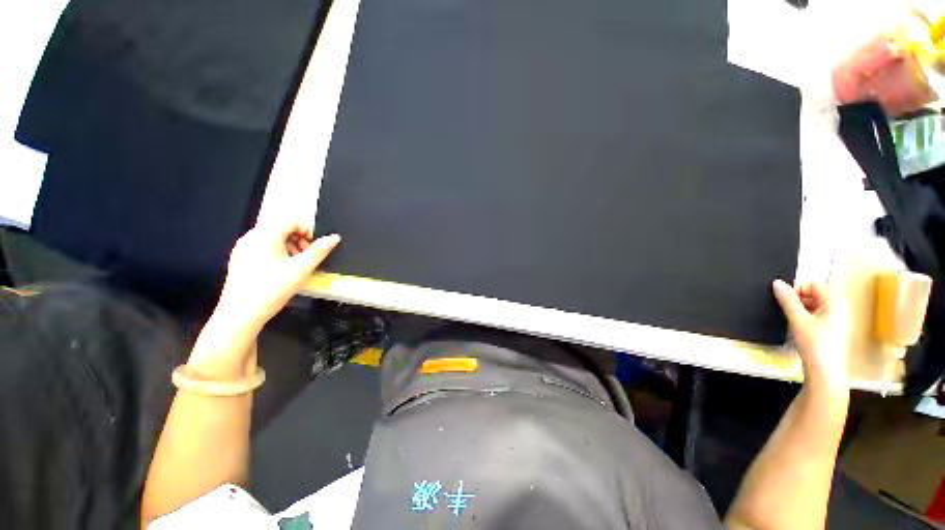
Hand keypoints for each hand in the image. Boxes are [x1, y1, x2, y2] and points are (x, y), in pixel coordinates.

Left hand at [214, 222, 339, 337]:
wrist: (240, 315)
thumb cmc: (271, 290)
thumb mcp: (301, 269)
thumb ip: (319, 251)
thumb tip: (334, 238)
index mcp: (265, 235)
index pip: (291, 220)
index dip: (307, 231)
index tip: (313, 248)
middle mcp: (251, 237)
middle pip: (282, 228)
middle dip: (299, 241)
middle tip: (305, 259)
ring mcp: (243, 249)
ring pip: (273, 239)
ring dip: (289, 248)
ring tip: (294, 268)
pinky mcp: (240, 260)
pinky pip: (263, 249)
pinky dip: (277, 255)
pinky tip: (280, 273)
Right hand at [772, 280, 850, 393]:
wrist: (825, 372)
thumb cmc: (814, 343)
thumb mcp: (797, 320)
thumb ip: (787, 300)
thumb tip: (777, 283)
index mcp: (835, 301)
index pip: (812, 284)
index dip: (796, 289)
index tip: (782, 300)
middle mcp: (839, 306)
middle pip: (814, 294)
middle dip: (798, 299)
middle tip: (785, 310)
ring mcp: (837, 318)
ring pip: (814, 305)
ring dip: (800, 309)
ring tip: (791, 320)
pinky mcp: (832, 328)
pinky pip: (816, 314)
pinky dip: (805, 317)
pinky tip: (798, 328)